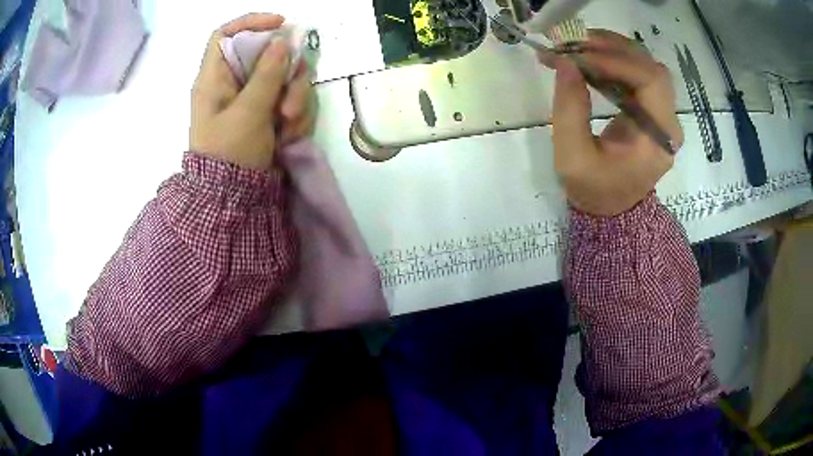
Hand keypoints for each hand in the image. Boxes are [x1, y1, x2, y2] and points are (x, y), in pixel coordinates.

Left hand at [189, 14, 315, 170]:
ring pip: (284, 77)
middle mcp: (234, 84)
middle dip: (286, 74)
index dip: (251, 23)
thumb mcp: (248, 112)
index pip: (226, 35)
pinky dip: (295, 115)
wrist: (235, 199)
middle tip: (288, 102)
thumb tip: (281, 40)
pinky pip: (290, 99)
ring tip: (289, 126)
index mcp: (215, 79)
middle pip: (266, 55)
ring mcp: (253, 99)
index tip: (280, 24)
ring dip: (295, 98)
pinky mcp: (268, 113)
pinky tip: (288, 136)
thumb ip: (265, 74)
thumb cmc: (231, 154)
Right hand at [549, 30, 682, 216]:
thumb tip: (564, 62)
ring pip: (645, 66)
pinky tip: (589, 59)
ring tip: (579, 46)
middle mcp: (668, 122)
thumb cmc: (593, 189)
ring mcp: (662, 114)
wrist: (610, 209)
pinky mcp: (651, 110)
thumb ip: (569, 108)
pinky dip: (613, 61)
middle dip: (614, 49)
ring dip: (613, 50)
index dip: (617, 61)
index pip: (651, 81)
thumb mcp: (572, 156)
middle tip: (576, 42)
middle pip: (651, 67)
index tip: (578, 55)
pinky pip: (637, 75)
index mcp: (658, 138)